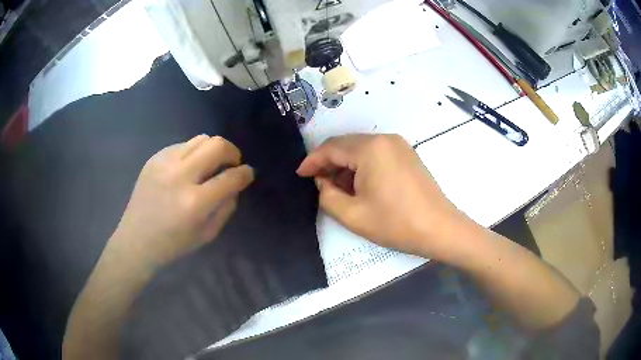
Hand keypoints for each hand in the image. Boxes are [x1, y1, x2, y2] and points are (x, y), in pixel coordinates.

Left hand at [109, 135, 253, 268]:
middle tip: (232, 164)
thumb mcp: (207, 234)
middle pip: (217, 145)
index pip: (231, 177)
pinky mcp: (154, 158)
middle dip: (232, 152)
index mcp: (195, 202)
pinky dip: (193, 153)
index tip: (248, 173)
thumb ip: (226, 207)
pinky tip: (188, 169)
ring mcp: (164, 163)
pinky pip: (183, 145)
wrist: (136, 239)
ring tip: (210, 166)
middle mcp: (180, 176)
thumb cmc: (173, 244)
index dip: (245, 173)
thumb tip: (236, 183)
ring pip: (201, 139)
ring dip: (212, 150)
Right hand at [297, 134, 467, 258]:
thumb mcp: (352, 215)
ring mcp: (398, 145)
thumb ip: (327, 196)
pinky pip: (375, 153)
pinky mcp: (406, 154)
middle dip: (328, 163)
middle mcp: (384, 139)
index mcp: (370, 148)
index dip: (312, 161)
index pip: (331, 148)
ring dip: (345, 165)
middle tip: (316, 183)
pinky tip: (358, 185)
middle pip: (346, 145)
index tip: (299, 174)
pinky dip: (361, 166)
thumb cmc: (395, 223)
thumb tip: (323, 182)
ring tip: (337, 188)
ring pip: (360, 149)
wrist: (439, 228)